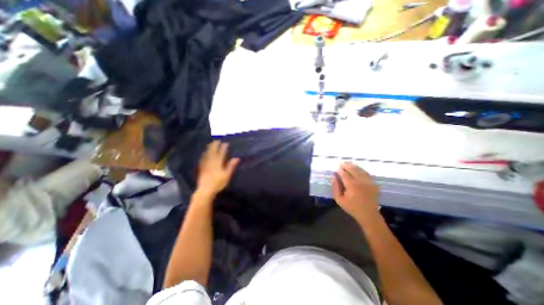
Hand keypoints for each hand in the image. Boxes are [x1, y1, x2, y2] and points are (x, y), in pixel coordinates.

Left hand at [195, 141, 238, 196]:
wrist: (205, 190)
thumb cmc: (218, 183)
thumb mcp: (227, 175)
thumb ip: (231, 166)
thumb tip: (237, 158)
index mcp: (218, 163)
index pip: (222, 153)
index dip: (224, 147)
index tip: (226, 143)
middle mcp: (211, 161)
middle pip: (213, 151)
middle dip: (215, 145)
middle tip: (217, 140)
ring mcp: (205, 164)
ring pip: (207, 154)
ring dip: (209, 148)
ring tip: (211, 144)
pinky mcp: (201, 168)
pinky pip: (203, 158)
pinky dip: (204, 154)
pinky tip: (204, 153)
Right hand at [330, 162, 378, 223]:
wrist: (368, 214)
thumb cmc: (352, 207)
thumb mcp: (339, 199)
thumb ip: (335, 187)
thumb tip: (333, 176)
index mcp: (351, 185)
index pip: (344, 174)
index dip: (340, 170)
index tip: (336, 168)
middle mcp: (360, 181)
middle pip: (352, 169)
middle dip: (346, 165)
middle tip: (341, 162)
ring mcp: (368, 181)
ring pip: (360, 170)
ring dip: (353, 165)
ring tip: (348, 163)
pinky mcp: (373, 183)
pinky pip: (366, 173)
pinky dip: (361, 169)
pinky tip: (357, 168)